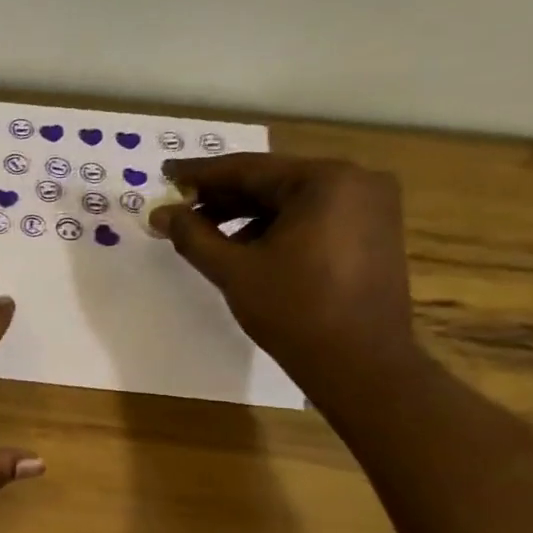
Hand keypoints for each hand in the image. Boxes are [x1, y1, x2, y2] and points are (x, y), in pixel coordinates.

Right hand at [152, 154, 416, 387]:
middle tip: (178, 205)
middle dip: (221, 196)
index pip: (248, 169)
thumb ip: (192, 235)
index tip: (165, 174)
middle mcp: (355, 181)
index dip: (200, 174)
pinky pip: (312, 216)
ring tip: (202, 231)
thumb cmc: (295, 309)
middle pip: (271, 182)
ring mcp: (371, 206)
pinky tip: (241, 246)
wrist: (361, 363)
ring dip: (244, 214)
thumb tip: (160, 213)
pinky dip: (274, 227)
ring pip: (290, 200)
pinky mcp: (373, 232)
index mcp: (325, 180)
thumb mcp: (233, 270)